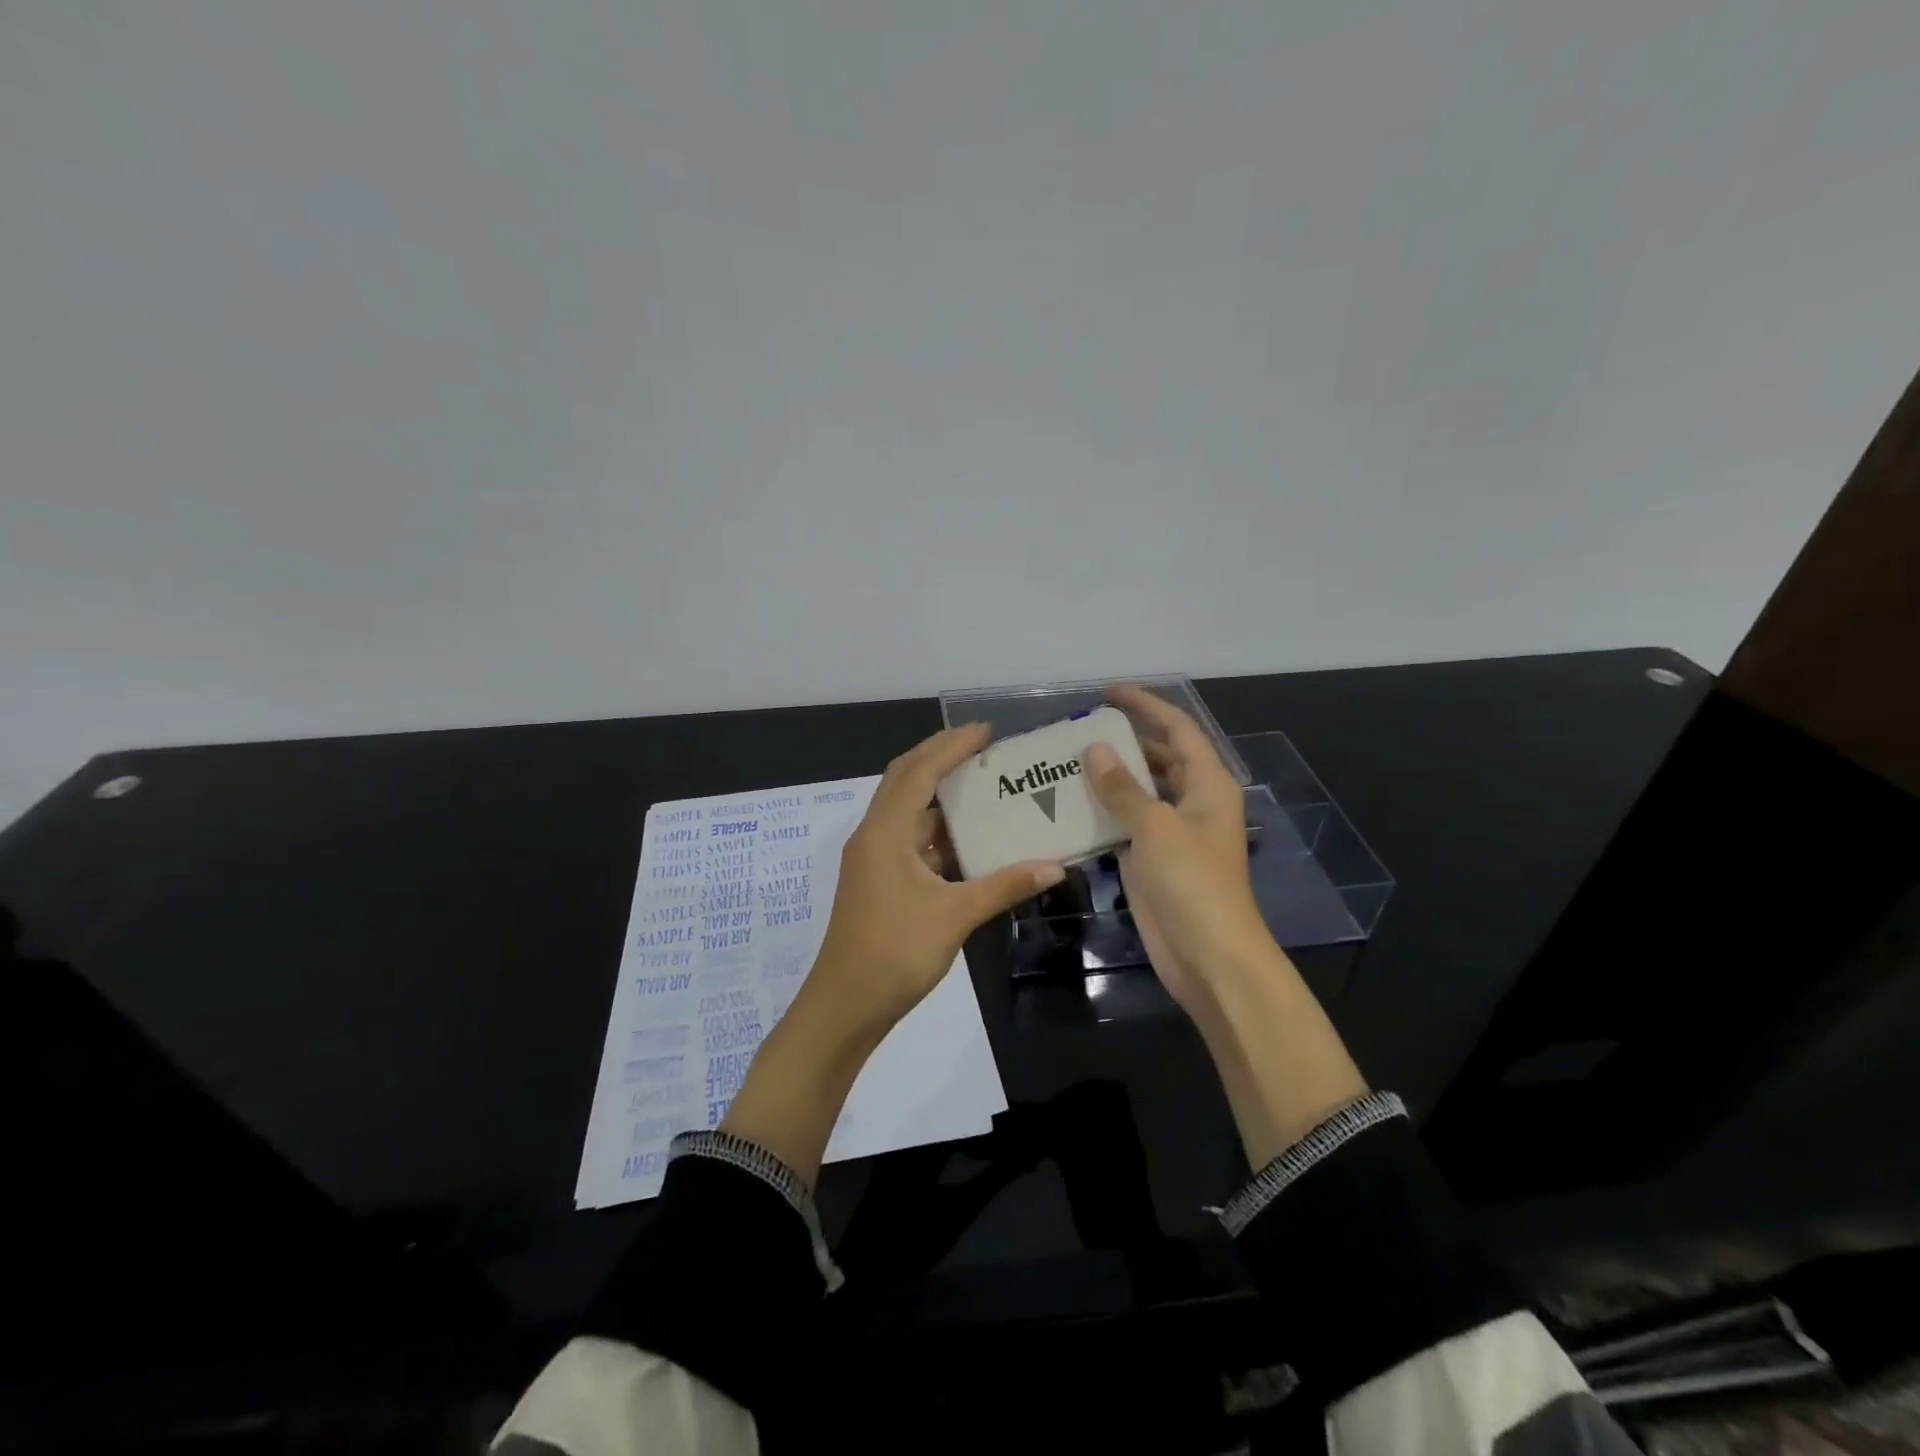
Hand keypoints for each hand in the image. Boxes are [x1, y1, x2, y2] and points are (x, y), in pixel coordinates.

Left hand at [722, 723, 1063, 1183]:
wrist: (845, 1006)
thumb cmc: (895, 953)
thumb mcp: (954, 916)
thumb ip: (1004, 886)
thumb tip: (1054, 866)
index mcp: (885, 833)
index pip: (919, 772)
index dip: (951, 747)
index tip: (985, 730)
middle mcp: (874, 836)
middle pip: (905, 781)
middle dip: (940, 758)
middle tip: (982, 746)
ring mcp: (874, 859)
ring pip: (907, 812)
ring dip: (938, 794)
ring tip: (981, 783)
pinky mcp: (879, 880)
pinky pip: (910, 840)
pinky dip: (937, 830)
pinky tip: (967, 836)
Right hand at [1083, 684, 1272, 1012]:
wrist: (1209, 956)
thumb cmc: (1193, 883)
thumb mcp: (1156, 827)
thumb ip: (1123, 787)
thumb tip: (1094, 750)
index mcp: (1208, 784)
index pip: (1177, 729)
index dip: (1146, 706)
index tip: (1109, 691)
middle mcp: (1192, 801)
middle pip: (1158, 757)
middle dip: (1124, 739)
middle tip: (1079, 728)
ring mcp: (1172, 831)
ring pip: (1139, 791)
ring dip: (1109, 776)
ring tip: (1066, 760)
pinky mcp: (1152, 858)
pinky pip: (1124, 822)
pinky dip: (1102, 811)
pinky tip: (1069, 803)